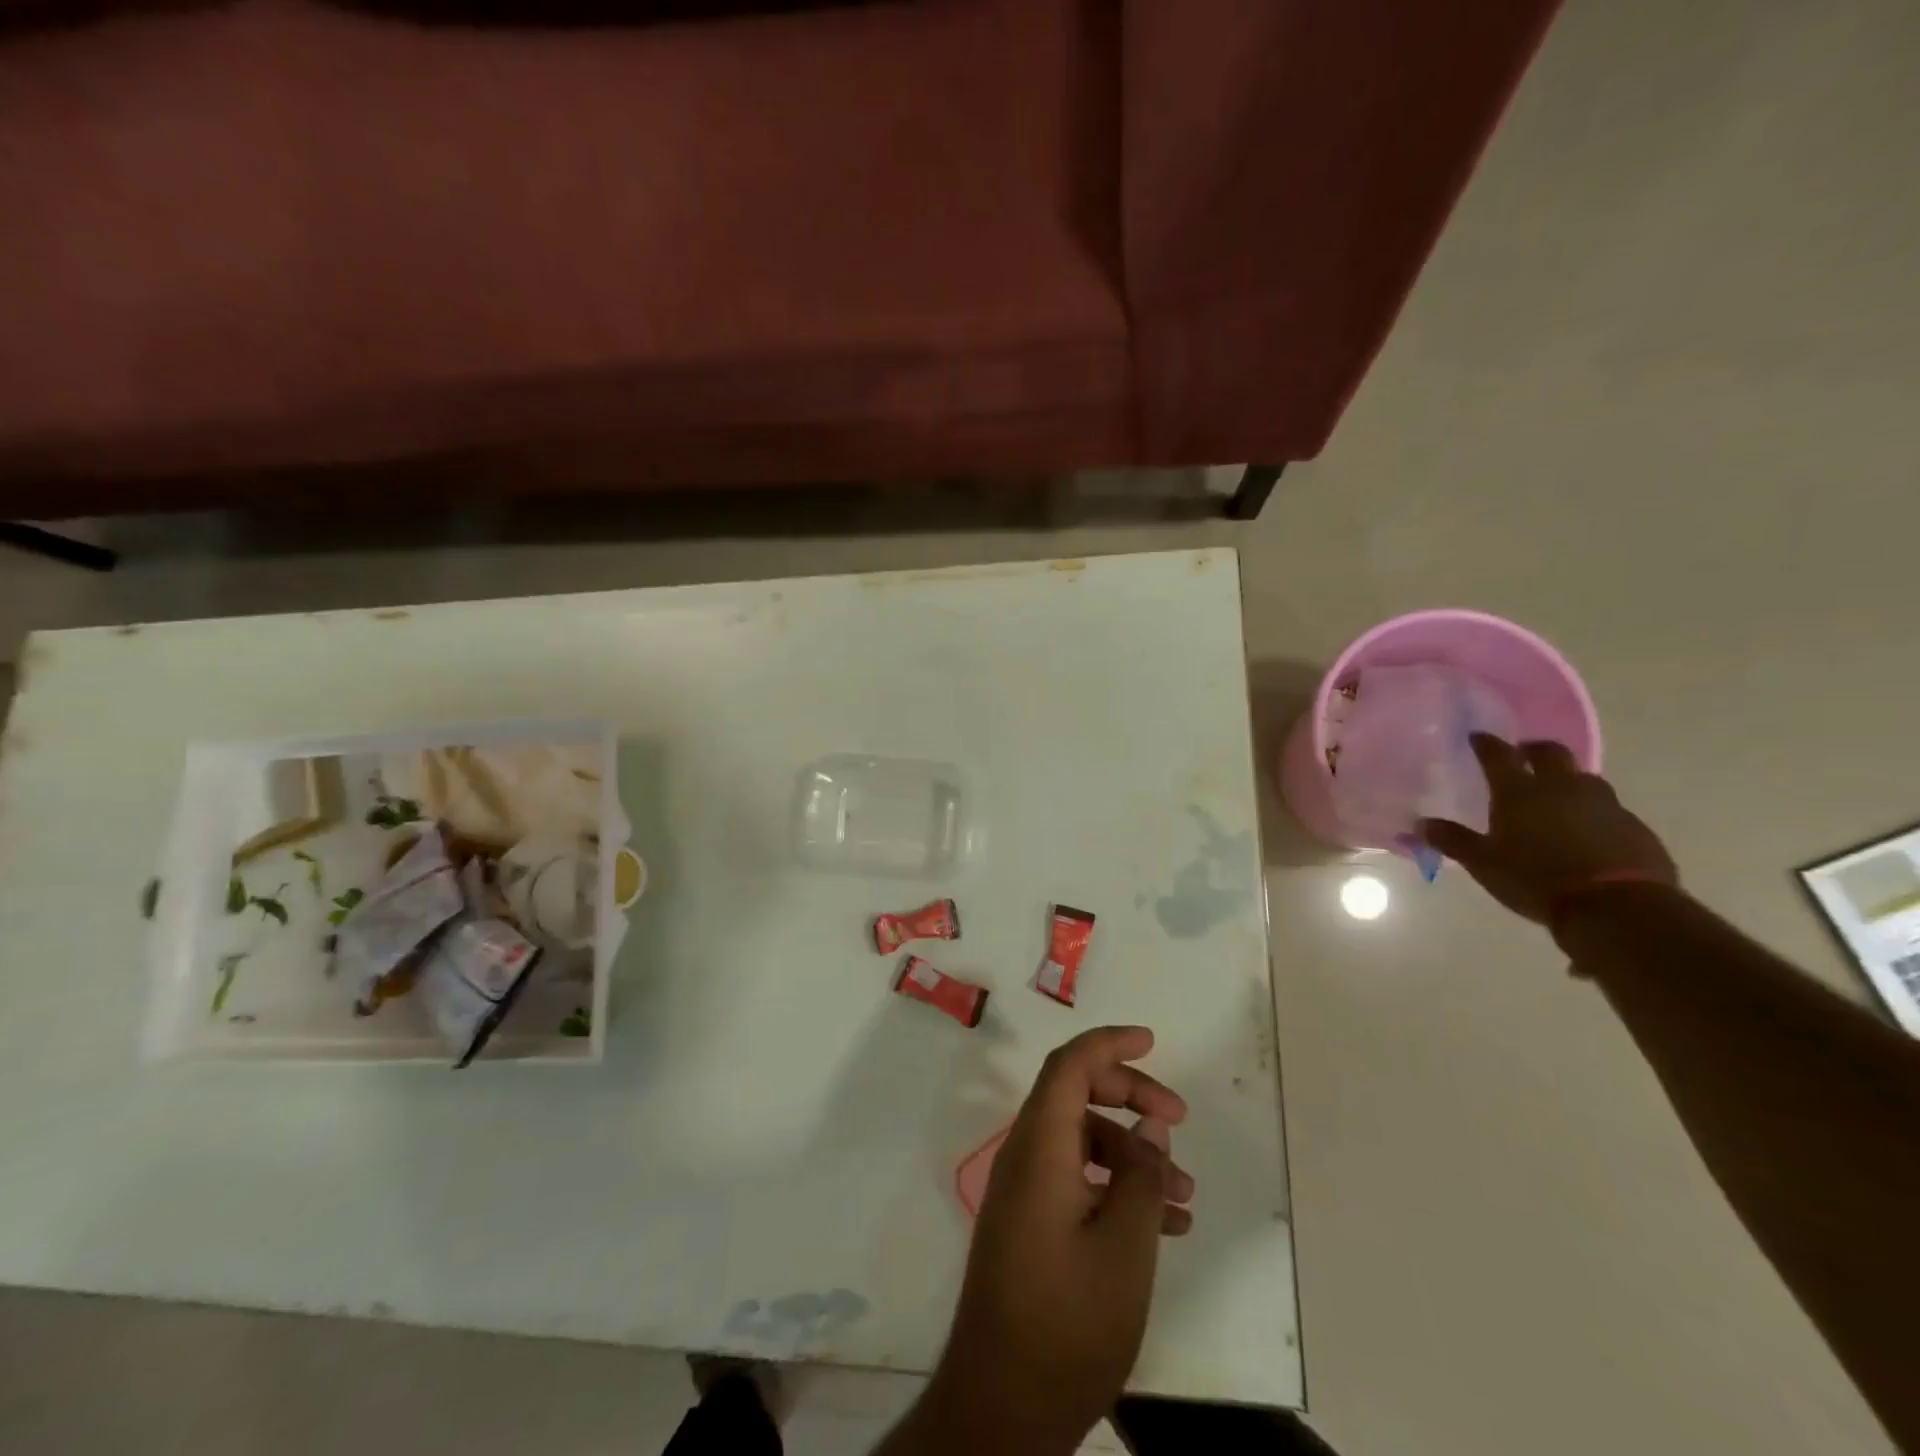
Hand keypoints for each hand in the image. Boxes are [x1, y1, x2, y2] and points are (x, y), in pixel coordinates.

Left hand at [921, 1027, 1192, 1452]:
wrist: (1002, 1405)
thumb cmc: (1068, 1320)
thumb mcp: (1124, 1247)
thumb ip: (1140, 1176)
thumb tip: (1148, 1129)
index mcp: (1039, 1146)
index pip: (1069, 1066)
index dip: (1109, 1043)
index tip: (1152, 1041)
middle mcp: (1025, 1157)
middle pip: (1077, 1097)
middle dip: (1130, 1098)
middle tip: (1179, 1119)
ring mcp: (1025, 1192)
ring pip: (1082, 1143)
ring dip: (1133, 1155)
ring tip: (1186, 1195)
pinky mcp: (1031, 1225)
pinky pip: (1077, 1181)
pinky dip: (1117, 1188)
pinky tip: (1163, 1227)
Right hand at [1422, 734, 1677, 923]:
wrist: (1616, 907)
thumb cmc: (1536, 879)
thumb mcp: (1483, 863)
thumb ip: (1453, 840)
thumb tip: (1420, 824)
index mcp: (1520, 792)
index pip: (1498, 755)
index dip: (1486, 743)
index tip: (1477, 736)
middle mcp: (1562, 787)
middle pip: (1551, 752)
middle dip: (1534, 749)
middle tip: (1523, 756)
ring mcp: (1604, 804)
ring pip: (1584, 778)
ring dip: (1568, 780)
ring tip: (1557, 796)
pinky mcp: (1634, 826)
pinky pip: (1609, 810)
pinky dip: (1593, 812)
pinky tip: (1586, 832)